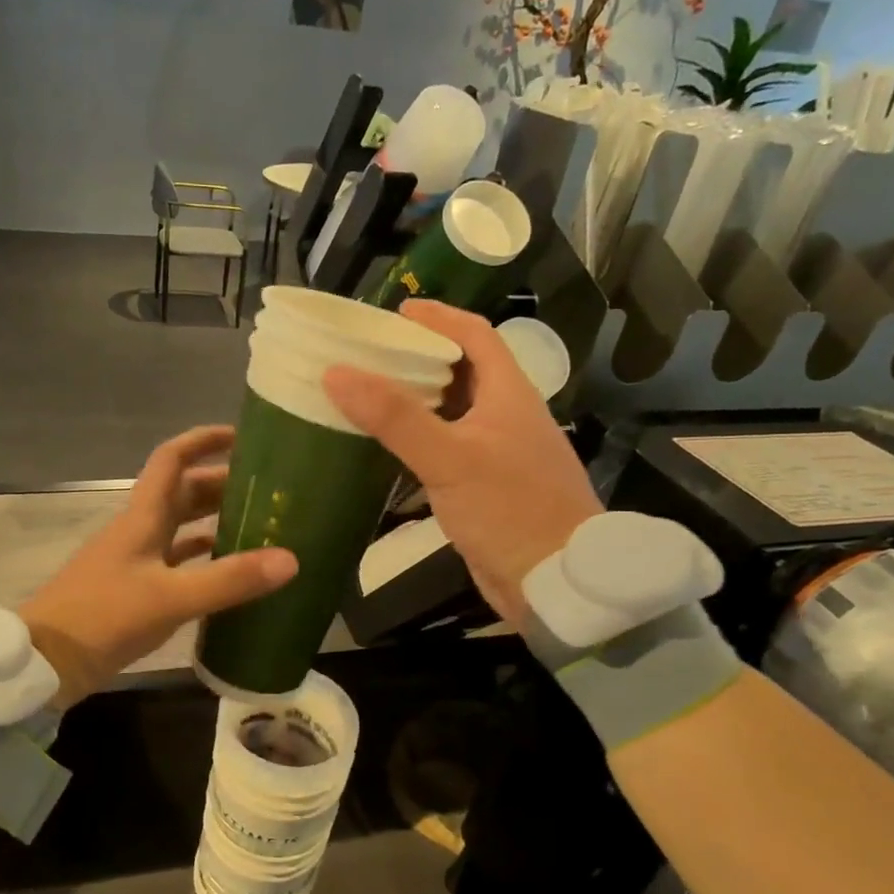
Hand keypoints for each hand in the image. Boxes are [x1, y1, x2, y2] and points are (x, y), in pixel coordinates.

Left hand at [20, 426, 297, 705]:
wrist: (45, 663)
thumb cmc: (104, 616)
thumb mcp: (171, 597)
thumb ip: (229, 579)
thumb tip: (290, 559)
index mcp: (142, 518)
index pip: (172, 460)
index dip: (203, 441)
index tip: (241, 436)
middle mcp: (138, 531)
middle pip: (182, 493)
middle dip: (221, 484)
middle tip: (266, 490)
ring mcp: (134, 562)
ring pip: (180, 528)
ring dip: (214, 521)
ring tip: (258, 526)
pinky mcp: (133, 591)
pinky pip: (176, 564)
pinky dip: (202, 560)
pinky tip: (228, 572)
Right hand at [323, 299, 600, 632]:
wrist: (556, 581)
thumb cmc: (510, 510)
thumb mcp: (449, 458)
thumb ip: (395, 417)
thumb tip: (337, 373)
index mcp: (509, 394)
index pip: (476, 336)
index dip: (439, 318)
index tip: (396, 312)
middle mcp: (507, 416)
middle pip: (463, 371)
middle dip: (420, 358)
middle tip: (371, 356)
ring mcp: (500, 454)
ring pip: (455, 412)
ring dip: (418, 401)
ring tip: (370, 395)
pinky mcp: (488, 487)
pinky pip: (449, 449)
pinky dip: (420, 440)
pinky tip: (390, 449)